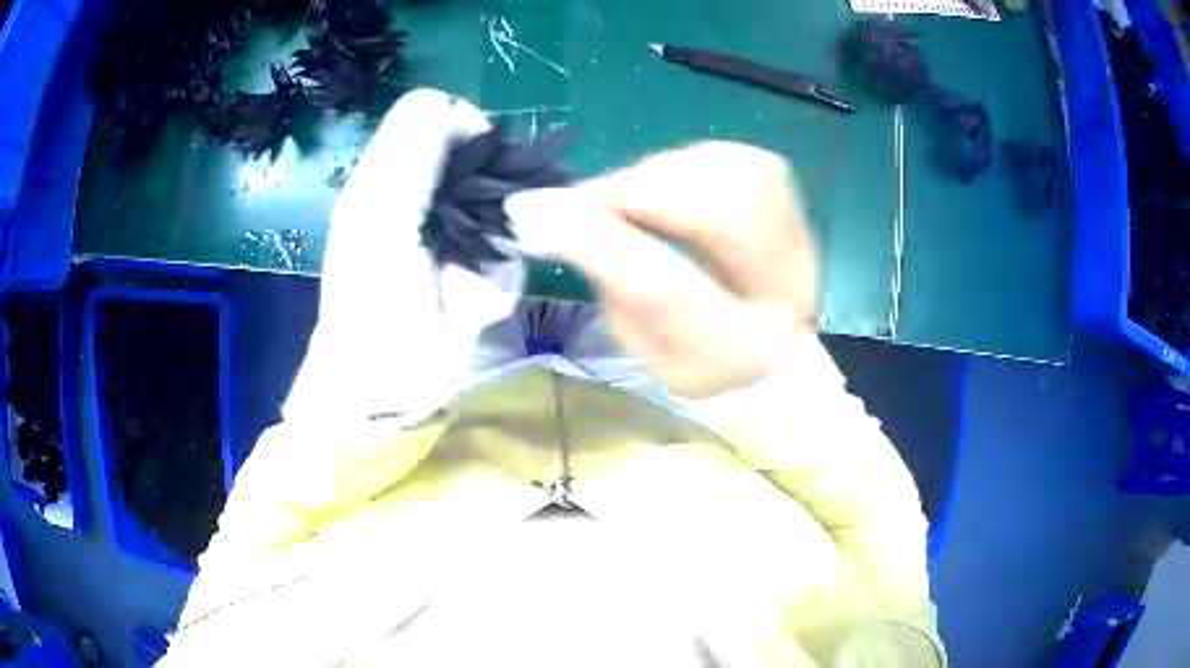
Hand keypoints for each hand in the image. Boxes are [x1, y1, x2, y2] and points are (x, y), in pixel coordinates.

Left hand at [285, 89, 523, 422]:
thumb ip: (411, 147)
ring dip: (499, 241)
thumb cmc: (374, 301)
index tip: (478, 161)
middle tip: (483, 228)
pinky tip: (476, 305)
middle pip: (478, 158)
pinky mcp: (475, 275)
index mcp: (387, 175)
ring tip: (472, 280)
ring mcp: (451, 237)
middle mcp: (420, 197)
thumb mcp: (379, 213)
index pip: (437, 114)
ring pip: (503, 205)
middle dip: (492, 192)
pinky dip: (501, 277)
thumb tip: (459, 111)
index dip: (463, 126)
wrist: (388, 389)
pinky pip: (509, 252)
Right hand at [506, 141, 818, 398]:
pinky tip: (669, 185)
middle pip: (724, 215)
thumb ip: (611, 289)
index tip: (536, 213)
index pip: (668, 290)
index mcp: (741, 352)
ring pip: (736, 175)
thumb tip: (559, 217)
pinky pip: (739, 159)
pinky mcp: (795, 205)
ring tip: (632, 197)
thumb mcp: (645, 350)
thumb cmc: (700, 358)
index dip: (600, 243)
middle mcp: (788, 294)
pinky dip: (690, 162)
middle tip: (593, 198)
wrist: (773, 351)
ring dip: (665, 174)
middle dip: (643, 192)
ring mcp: (801, 243)